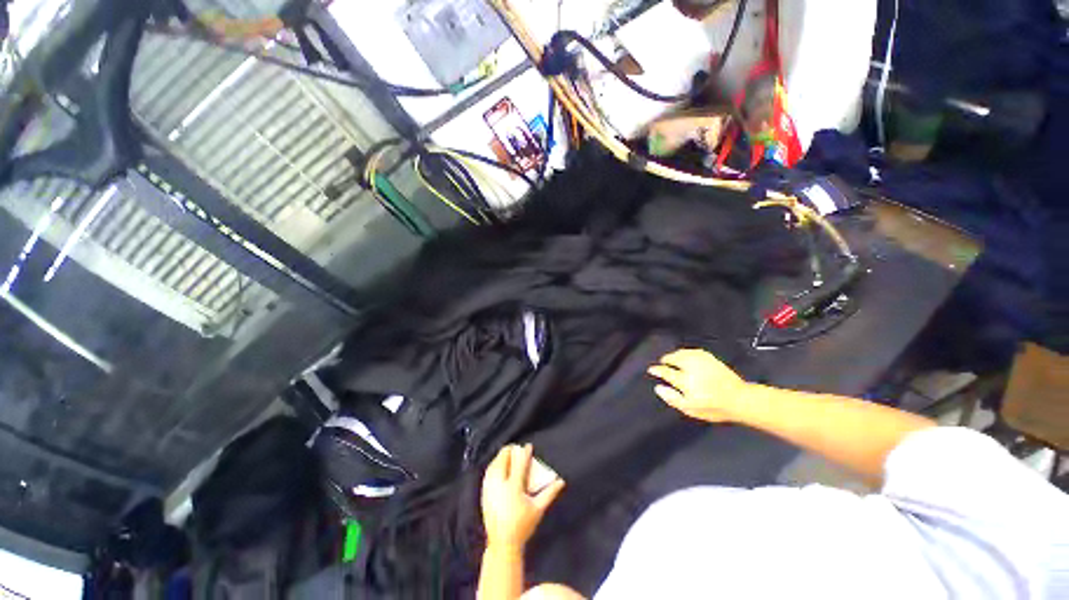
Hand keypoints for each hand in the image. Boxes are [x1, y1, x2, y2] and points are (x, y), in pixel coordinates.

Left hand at [481, 444, 564, 549]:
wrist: (502, 543)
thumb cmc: (523, 526)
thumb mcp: (538, 509)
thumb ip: (549, 493)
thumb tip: (561, 481)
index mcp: (514, 487)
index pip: (520, 464)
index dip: (525, 452)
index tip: (528, 446)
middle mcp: (500, 485)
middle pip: (503, 460)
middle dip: (509, 451)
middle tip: (516, 448)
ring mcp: (490, 489)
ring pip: (493, 465)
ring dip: (500, 457)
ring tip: (507, 453)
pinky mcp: (484, 493)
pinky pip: (488, 473)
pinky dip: (493, 465)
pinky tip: (498, 465)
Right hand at [647, 348, 750, 422]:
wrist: (740, 399)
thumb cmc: (714, 407)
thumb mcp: (690, 409)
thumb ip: (672, 398)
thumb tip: (658, 388)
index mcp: (685, 381)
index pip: (666, 372)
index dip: (657, 370)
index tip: (651, 369)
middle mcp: (692, 368)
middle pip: (673, 358)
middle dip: (665, 359)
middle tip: (662, 363)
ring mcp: (701, 361)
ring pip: (682, 353)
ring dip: (674, 354)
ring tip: (671, 358)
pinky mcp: (711, 358)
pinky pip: (693, 351)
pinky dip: (686, 352)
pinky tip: (686, 355)